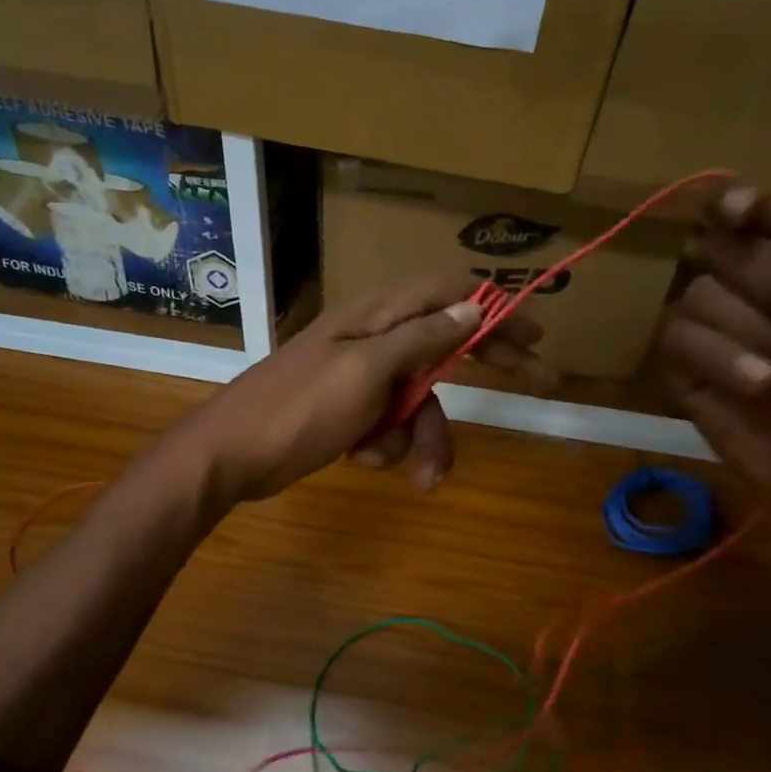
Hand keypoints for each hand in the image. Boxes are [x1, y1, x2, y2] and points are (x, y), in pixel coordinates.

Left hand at [176, 273, 545, 500]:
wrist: (231, 456)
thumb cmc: (298, 408)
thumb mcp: (366, 370)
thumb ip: (422, 338)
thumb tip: (472, 307)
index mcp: (377, 316)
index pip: (449, 293)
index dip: (496, 307)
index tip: (536, 330)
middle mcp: (374, 339)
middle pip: (446, 344)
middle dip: (485, 371)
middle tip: (538, 382)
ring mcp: (361, 377)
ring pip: (420, 400)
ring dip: (422, 438)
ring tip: (420, 478)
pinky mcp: (349, 411)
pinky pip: (389, 425)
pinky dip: (385, 446)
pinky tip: (358, 457)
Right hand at [654, 181, 770, 507]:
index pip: (741, 214)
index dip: (734, 204)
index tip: (749, 214)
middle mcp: (741, 290)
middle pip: (718, 249)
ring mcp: (706, 330)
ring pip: (698, 297)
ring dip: (759, 337)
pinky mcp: (680, 369)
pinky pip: (679, 340)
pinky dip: (723, 360)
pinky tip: (760, 387)